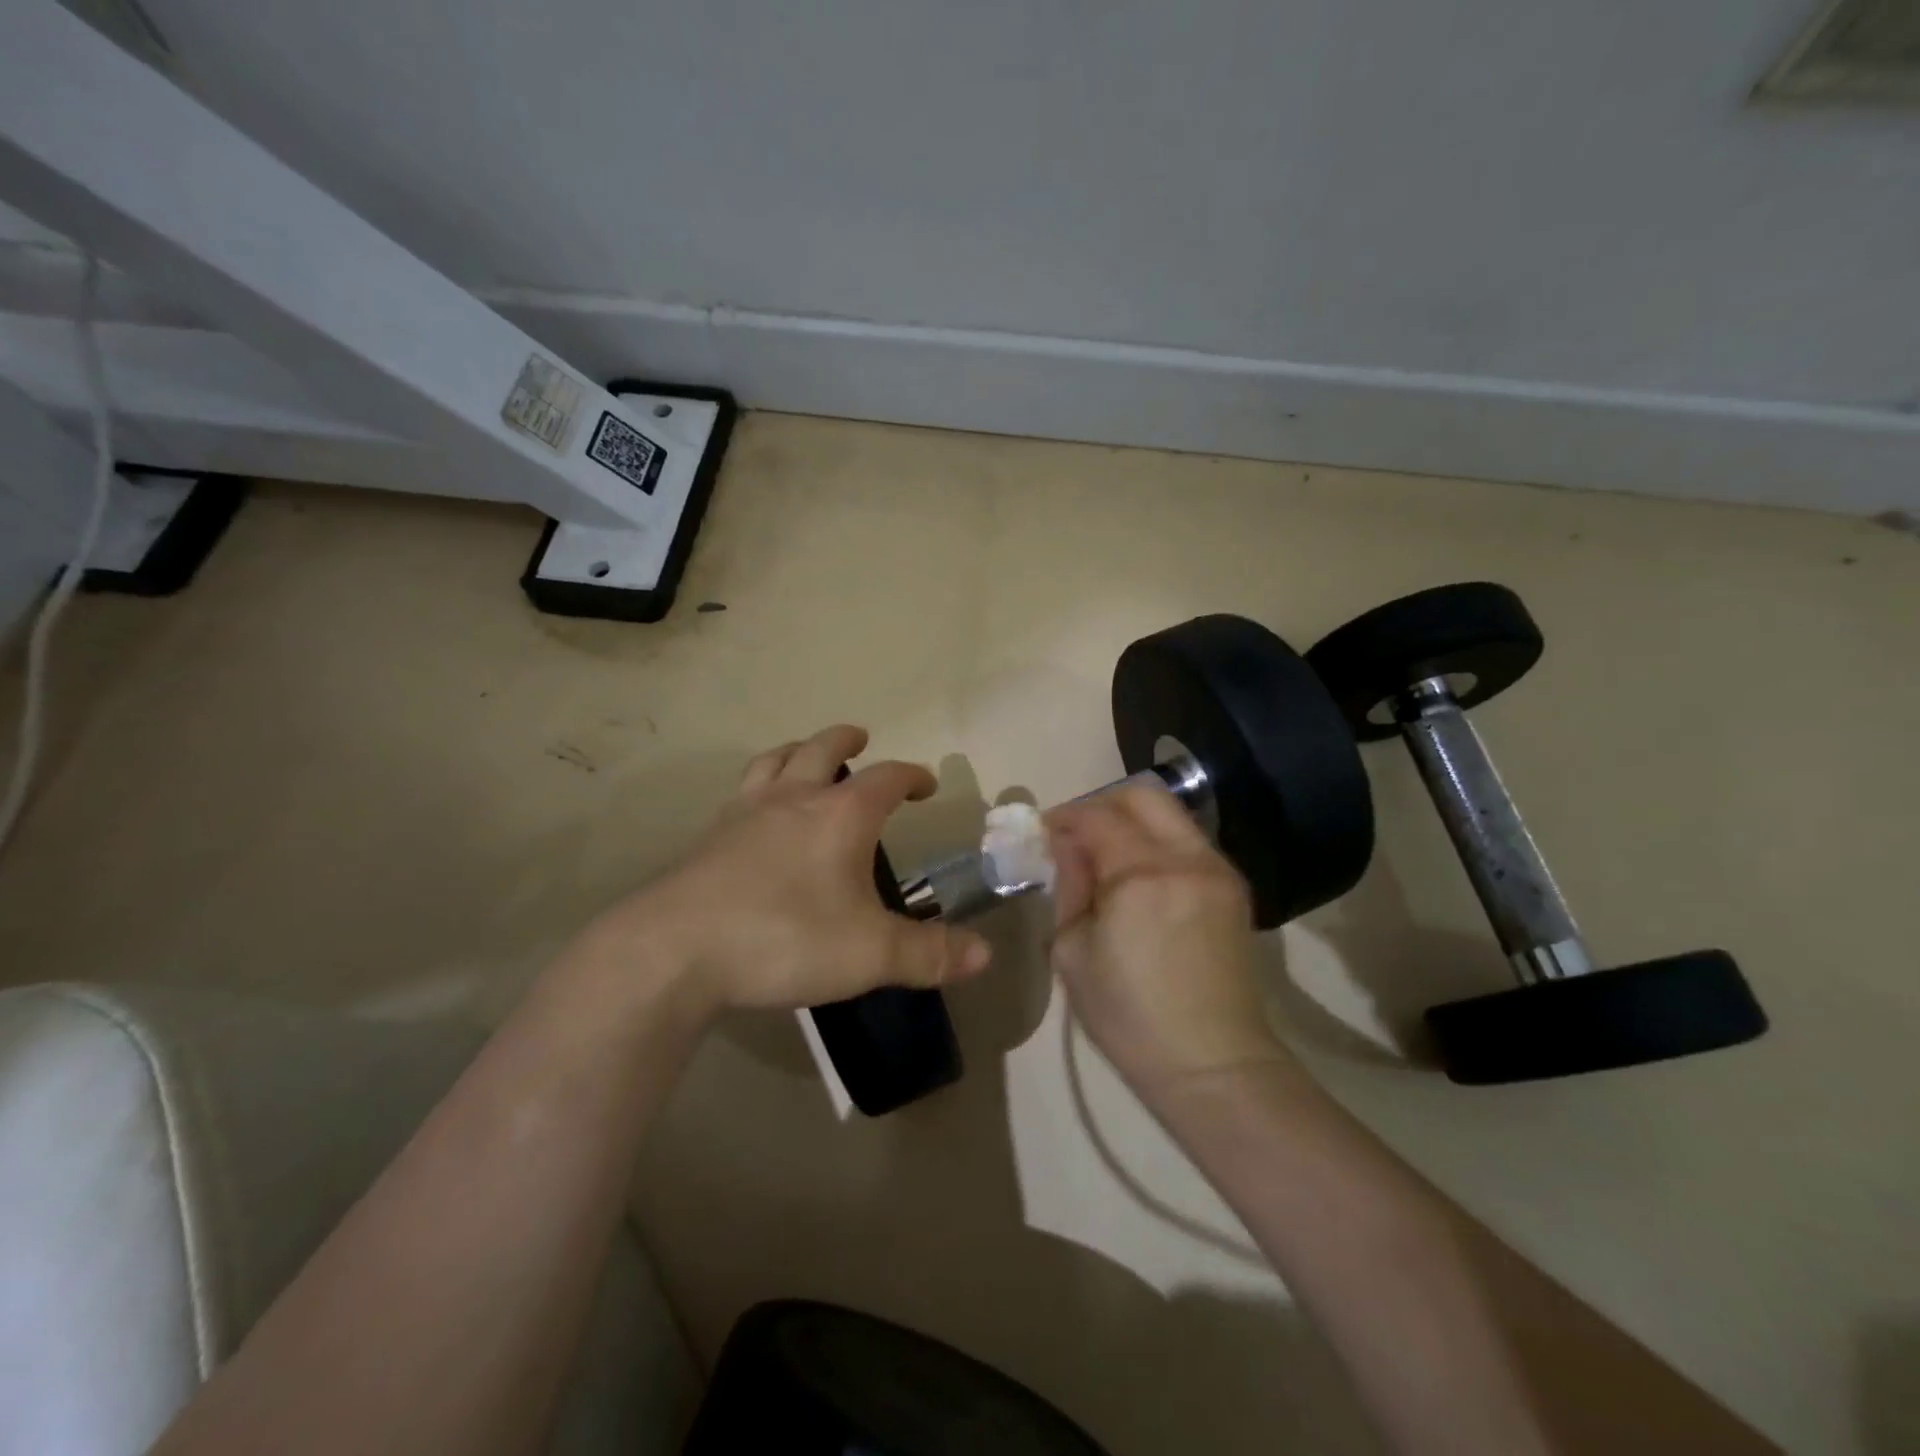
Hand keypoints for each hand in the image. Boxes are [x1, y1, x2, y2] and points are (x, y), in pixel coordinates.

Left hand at [590, 725, 991, 1018]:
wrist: (675, 951)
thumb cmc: (785, 939)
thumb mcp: (870, 955)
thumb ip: (929, 954)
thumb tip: (984, 953)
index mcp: (840, 815)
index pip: (886, 778)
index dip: (911, 775)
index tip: (926, 784)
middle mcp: (793, 799)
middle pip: (821, 748)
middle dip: (847, 740)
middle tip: (861, 739)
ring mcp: (744, 813)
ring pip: (774, 760)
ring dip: (796, 750)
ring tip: (804, 755)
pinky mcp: (708, 837)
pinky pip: (740, 792)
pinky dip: (758, 786)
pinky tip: (755, 813)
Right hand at [1047, 782, 1293, 1101]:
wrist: (1214, 1063)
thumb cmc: (1129, 1018)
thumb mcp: (1073, 953)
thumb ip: (1069, 886)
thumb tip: (1065, 847)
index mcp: (1140, 876)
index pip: (1097, 817)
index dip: (1065, 817)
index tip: (1044, 832)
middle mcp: (1186, 859)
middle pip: (1143, 795)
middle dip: (1103, 804)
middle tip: (1078, 835)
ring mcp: (1217, 870)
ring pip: (1171, 816)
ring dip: (1133, 822)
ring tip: (1107, 857)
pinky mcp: (1234, 888)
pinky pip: (1189, 843)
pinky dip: (1158, 844)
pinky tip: (1140, 878)